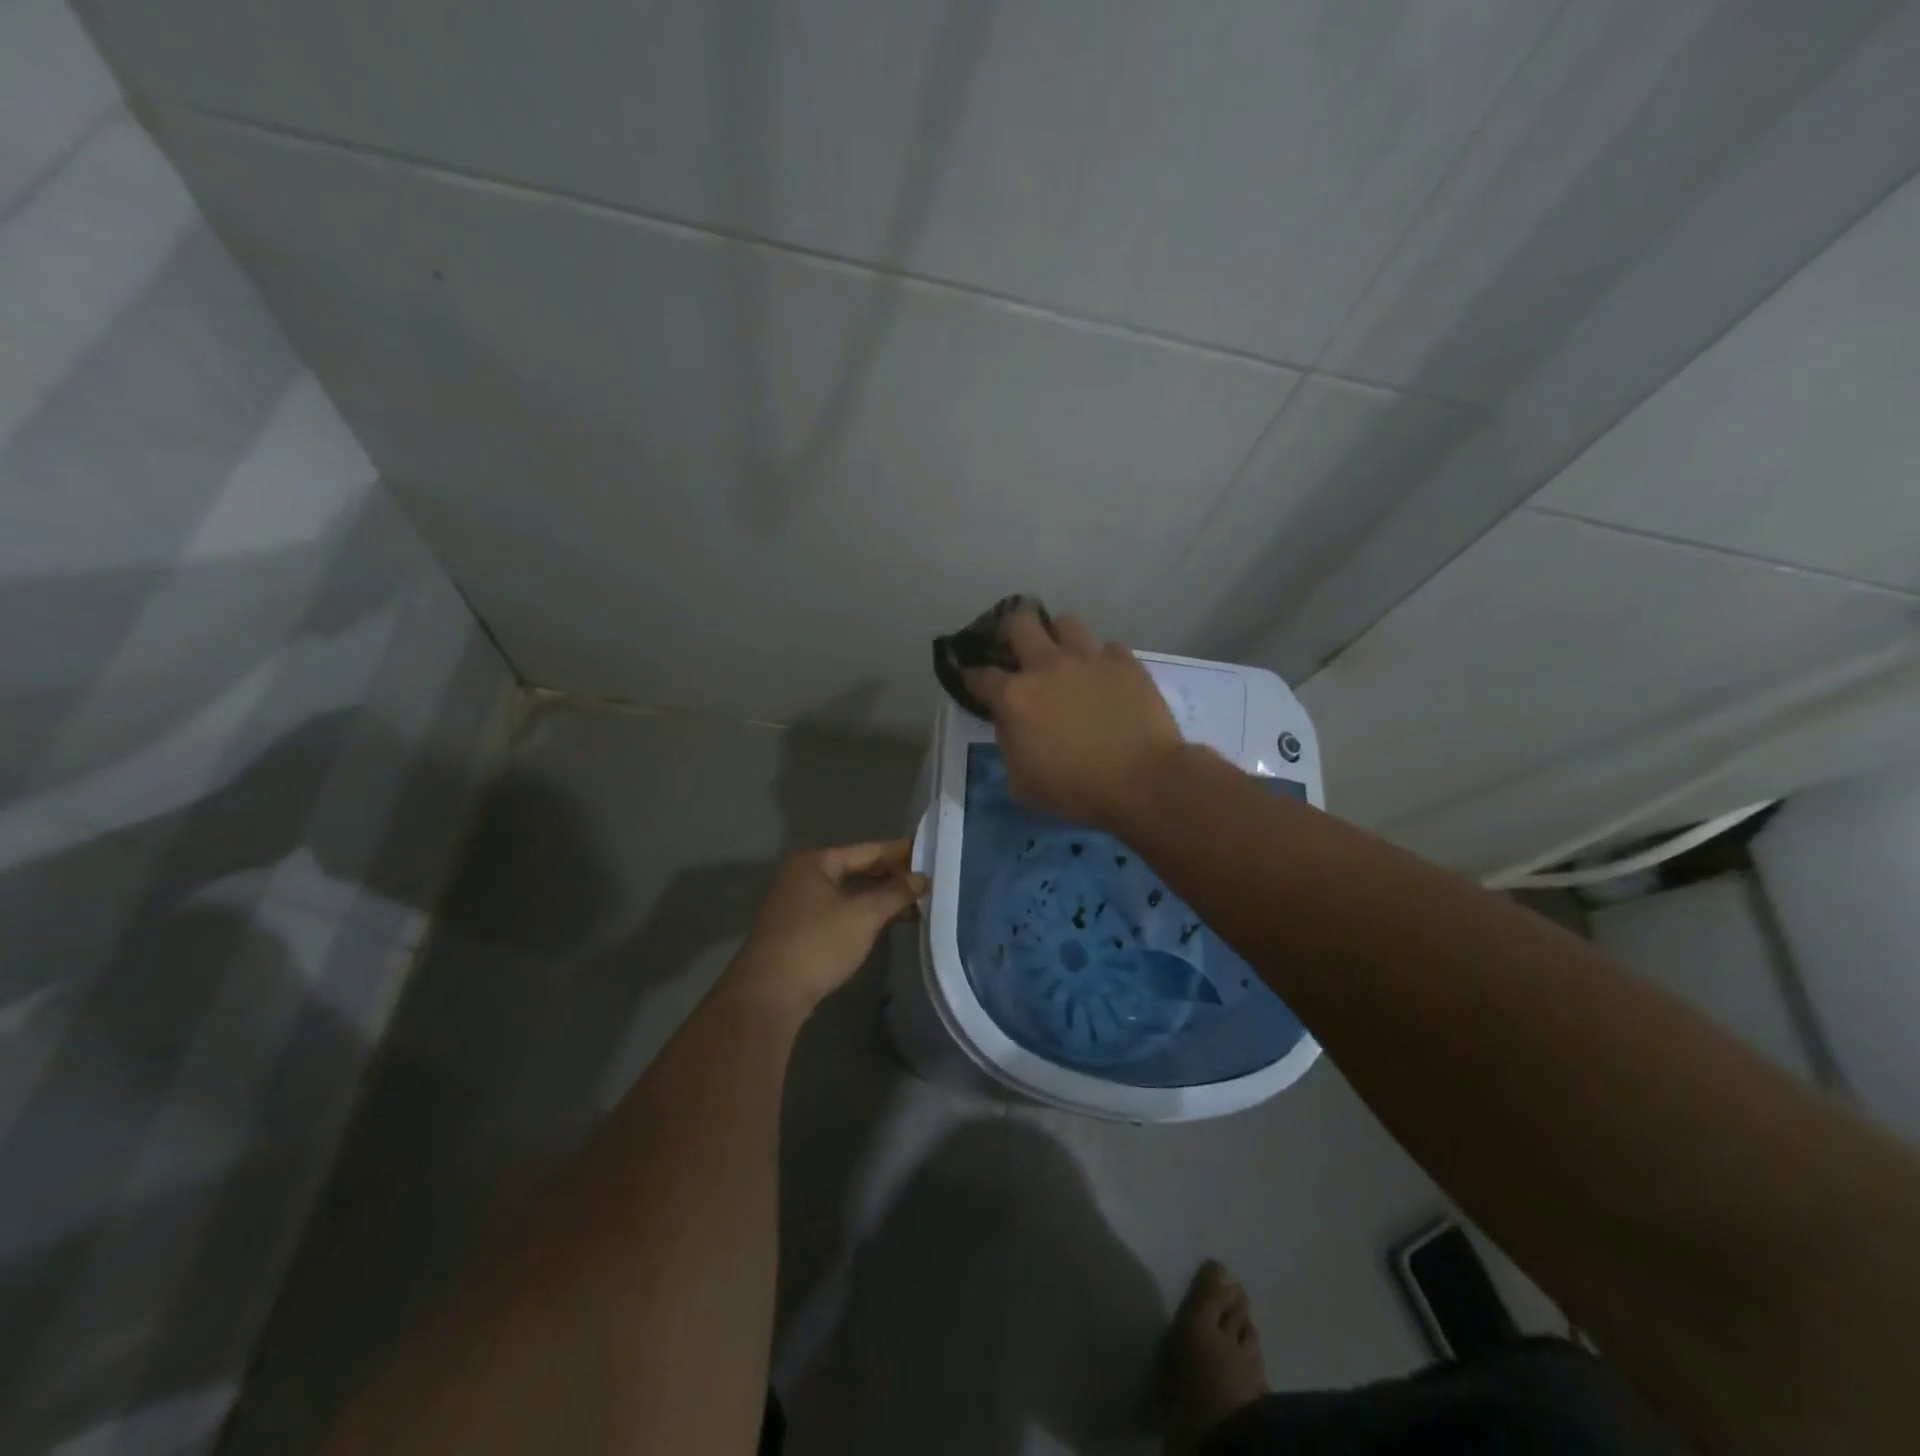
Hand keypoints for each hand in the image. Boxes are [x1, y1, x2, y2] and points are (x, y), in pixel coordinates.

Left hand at [721, 840, 926, 1018]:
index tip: (928, 851)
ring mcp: (798, 904)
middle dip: (890, 876)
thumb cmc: (818, 944)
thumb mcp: (863, 916)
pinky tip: (886, 923)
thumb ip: (895, 893)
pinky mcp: (799, 930)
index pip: (867, 850)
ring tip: (914, 904)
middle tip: (926, 880)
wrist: (770, 994)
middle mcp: (803, 876)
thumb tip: (922, 877)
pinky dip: (863, 914)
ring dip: (879, 898)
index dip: (899, 852)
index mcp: (815, 862)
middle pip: (856, 869)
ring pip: (848, 893)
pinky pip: (839, 912)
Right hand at [964, 609, 1183, 828]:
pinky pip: (1108, 648)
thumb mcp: (1022, 784)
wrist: (1143, 780)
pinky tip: (1106, 678)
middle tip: (1017, 649)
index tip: (973, 679)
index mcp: (1015, 697)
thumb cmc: (1076, 790)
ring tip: (1065, 658)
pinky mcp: (1125, 662)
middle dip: (1012, 631)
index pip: (980, 675)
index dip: (972, 676)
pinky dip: (1102, 660)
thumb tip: (1013, 729)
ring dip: (1059, 638)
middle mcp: (1047, 666)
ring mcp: (1089, 659)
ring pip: (1066, 623)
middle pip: (1019, 622)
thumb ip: (1010, 749)